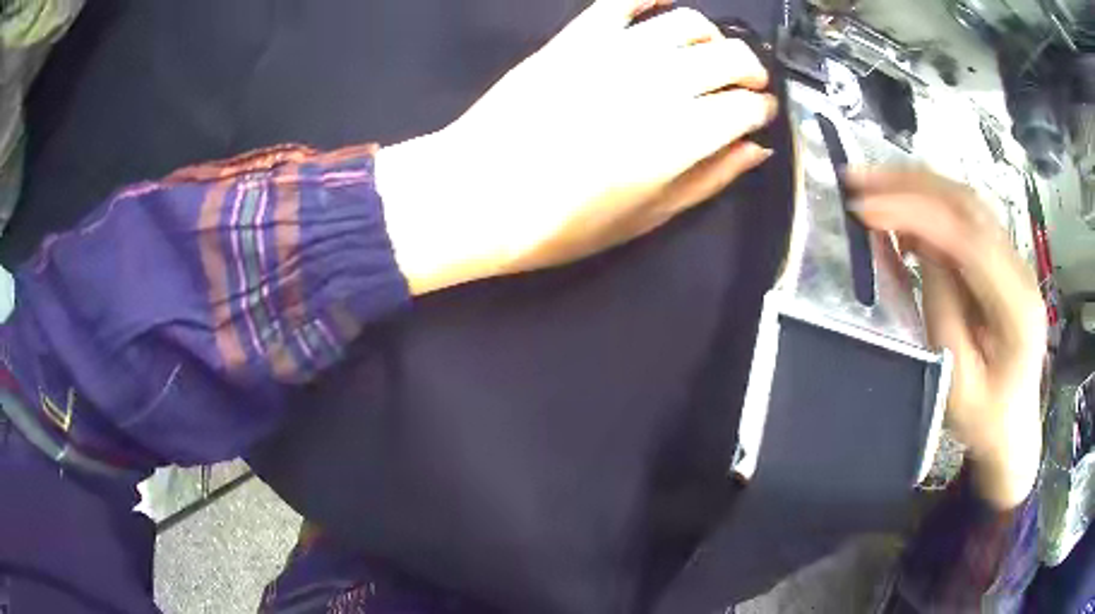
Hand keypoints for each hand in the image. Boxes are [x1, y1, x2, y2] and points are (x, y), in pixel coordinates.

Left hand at [377, 0, 777, 294]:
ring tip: (706, 53)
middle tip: (744, 85)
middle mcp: (660, 83)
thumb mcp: (646, 218)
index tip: (759, 117)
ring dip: (712, 35)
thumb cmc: (562, 223)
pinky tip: (662, 5)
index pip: (748, 106)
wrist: (477, 194)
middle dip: (750, 69)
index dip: (762, 110)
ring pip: (688, 22)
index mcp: (683, 136)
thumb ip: (708, 179)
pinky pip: (623, 0)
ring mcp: (616, 52)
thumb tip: (755, 149)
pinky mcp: (576, 38)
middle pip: (730, 56)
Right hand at [850, 169, 1045, 509]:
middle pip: (968, 205)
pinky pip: (964, 219)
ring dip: (917, 187)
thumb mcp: (956, 381)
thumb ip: (943, 310)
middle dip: (911, 185)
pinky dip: (929, 208)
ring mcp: (1013, 260)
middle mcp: (1019, 269)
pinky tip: (902, 216)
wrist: (1013, 428)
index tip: (865, 209)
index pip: (967, 238)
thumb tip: (919, 246)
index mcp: (1016, 307)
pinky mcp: (1001, 260)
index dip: (915, 214)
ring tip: (872, 187)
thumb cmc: (984, 420)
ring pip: (965, 202)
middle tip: (859, 179)